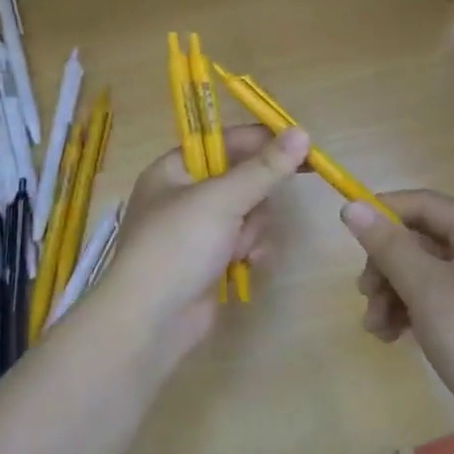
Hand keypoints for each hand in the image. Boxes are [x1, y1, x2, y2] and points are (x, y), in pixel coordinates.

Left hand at [98, 125, 309, 361]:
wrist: (150, 321)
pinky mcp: (209, 261)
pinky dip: (248, 250)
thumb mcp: (223, 199)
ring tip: (239, 249)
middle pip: (242, 179)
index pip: (225, 141)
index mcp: (173, 169)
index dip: (263, 142)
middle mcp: (183, 196)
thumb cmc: (178, 246)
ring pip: (248, 213)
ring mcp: (196, 231)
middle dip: (254, 200)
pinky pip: (243, 241)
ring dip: (252, 230)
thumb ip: (266, 167)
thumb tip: (303, 132)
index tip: (302, 147)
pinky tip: (246, 264)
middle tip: (255, 210)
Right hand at [340, 191, 453, 418]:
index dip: (388, 210)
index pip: (428, 204)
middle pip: (420, 241)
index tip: (352, 227)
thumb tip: (352, 207)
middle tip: (365, 291)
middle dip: (386, 265)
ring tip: (375, 324)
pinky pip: (429, 299)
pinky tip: (390, 335)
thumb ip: (387, 244)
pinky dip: (406, 311)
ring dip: (390, 293)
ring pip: (420, 273)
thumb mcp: (424, 286)